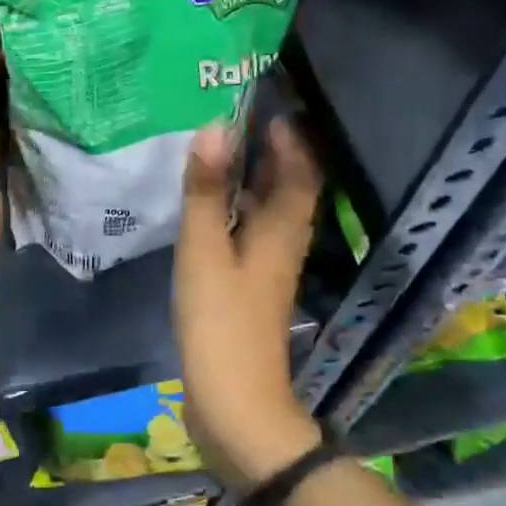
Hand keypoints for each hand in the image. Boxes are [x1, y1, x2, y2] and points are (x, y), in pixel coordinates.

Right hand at [174, 117, 325, 488]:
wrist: (234, 405)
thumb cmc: (220, 324)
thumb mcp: (205, 252)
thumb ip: (207, 192)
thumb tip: (215, 127)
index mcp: (281, 229)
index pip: (299, 168)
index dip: (287, 134)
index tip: (261, 100)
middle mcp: (283, 242)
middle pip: (287, 186)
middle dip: (268, 150)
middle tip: (231, 117)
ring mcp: (268, 268)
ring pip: (267, 209)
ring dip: (250, 178)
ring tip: (215, 151)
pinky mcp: (250, 288)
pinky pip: (249, 232)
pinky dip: (235, 209)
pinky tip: (205, 205)